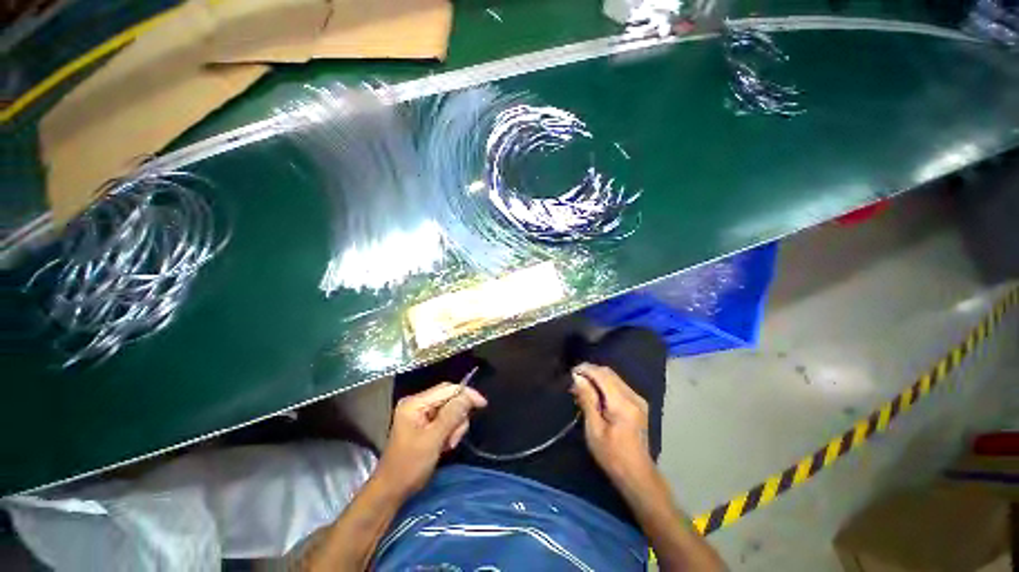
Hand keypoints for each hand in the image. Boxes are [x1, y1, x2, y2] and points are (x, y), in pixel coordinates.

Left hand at [376, 383, 486, 496]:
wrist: (391, 491)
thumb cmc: (409, 466)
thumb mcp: (433, 440)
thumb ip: (451, 415)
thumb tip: (469, 396)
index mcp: (415, 403)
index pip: (447, 389)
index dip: (466, 394)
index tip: (483, 404)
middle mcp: (418, 403)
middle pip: (450, 398)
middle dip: (458, 415)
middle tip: (456, 437)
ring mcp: (421, 414)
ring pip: (451, 410)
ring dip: (455, 426)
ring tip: (449, 444)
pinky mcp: (425, 424)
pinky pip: (446, 419)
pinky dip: (450, 431)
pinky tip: (445, 445)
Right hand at [570, 363, 654, 482]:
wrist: (637, 475)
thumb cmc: (612, 455)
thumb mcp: (594, 429)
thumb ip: (587, 400)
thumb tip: (578, 378)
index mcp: (622, 403)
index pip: (602, 375)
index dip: (586, 369)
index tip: (571, 372)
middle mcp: (633, 396)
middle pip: (609, 373)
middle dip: (590, 372)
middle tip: (574, 380)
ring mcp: (638, 399)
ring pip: (614, 377)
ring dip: (596, 377)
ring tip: (581, 386)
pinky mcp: (638, 404)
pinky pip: (619, 385)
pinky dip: (604, 384)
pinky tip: (594, 393)